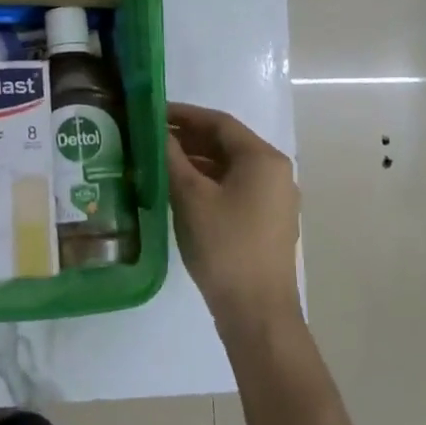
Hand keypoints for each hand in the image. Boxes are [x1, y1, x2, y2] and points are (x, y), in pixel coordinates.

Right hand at [166, 101, 300, 335]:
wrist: (256, 312)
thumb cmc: (224, 246)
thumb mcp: (191, 197)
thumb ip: (172, 158)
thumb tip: (158, 132)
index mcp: (263, 158)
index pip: (219, 123)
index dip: (184, 114)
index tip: (153, 112)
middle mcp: (275, 172)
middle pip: (226, 143)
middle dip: (188, 138)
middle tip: (151, 136)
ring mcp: (274, 199)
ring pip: (229, 167)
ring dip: (196, 161)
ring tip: (158, 161)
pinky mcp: (267, 221)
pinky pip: (234, 188)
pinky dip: (208, 182)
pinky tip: (179, 190)